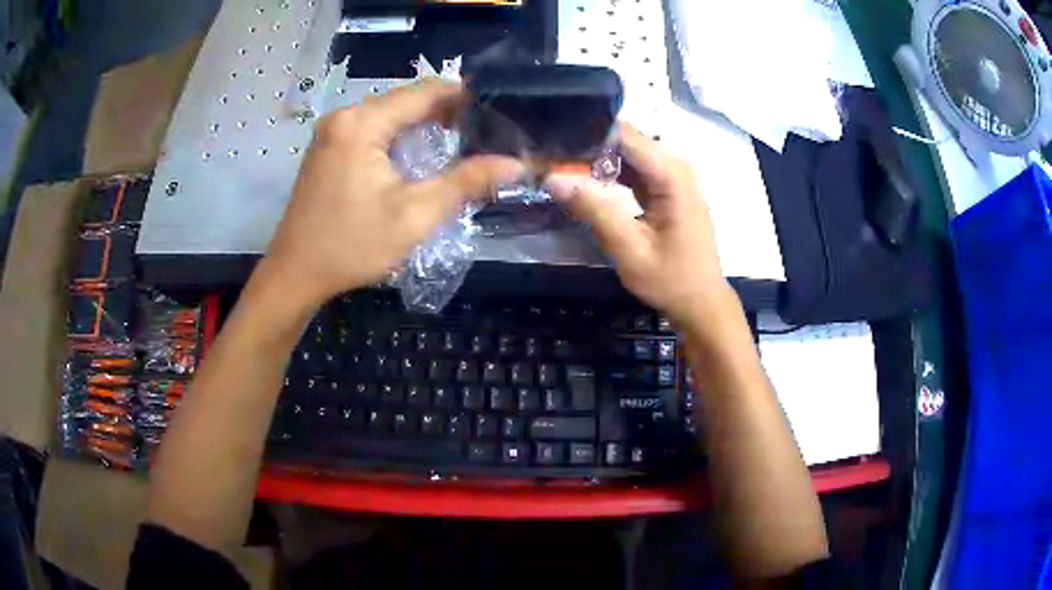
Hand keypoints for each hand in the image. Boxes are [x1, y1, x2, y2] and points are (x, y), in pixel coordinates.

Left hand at [263, 79, 523, 309]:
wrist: (295, 274)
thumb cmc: (352, 246)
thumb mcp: (415, 215)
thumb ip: (466, 182)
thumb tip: (516, 163)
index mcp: (363, 123)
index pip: (425, 91)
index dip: (465, 96)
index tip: (499, 110)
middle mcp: (344, 115)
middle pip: (406, 99)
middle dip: (446, 111)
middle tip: (485, 132)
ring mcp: (332, 130)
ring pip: (390, 113)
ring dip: (423, 123)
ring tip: (460, 142)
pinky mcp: (328, 146)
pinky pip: (373, 127)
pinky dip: (399, 134)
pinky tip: (419, 154)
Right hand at [544, 124, 729, 326]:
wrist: (701, 303)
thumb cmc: (671, 280)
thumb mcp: (630, 250)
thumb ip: (594, 211)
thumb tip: (552, 178)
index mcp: (671, 175)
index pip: (625, 135)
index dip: (588, 133)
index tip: (552, 141)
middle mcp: (674, 167)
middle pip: (625, 140)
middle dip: (588, 145)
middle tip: (549, 157)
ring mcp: (672, 177)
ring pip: (627, 153)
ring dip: (596, 159)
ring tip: (559, 166)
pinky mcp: (667, 188)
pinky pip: (634, 169)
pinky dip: (609, 173)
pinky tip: (584, 181)